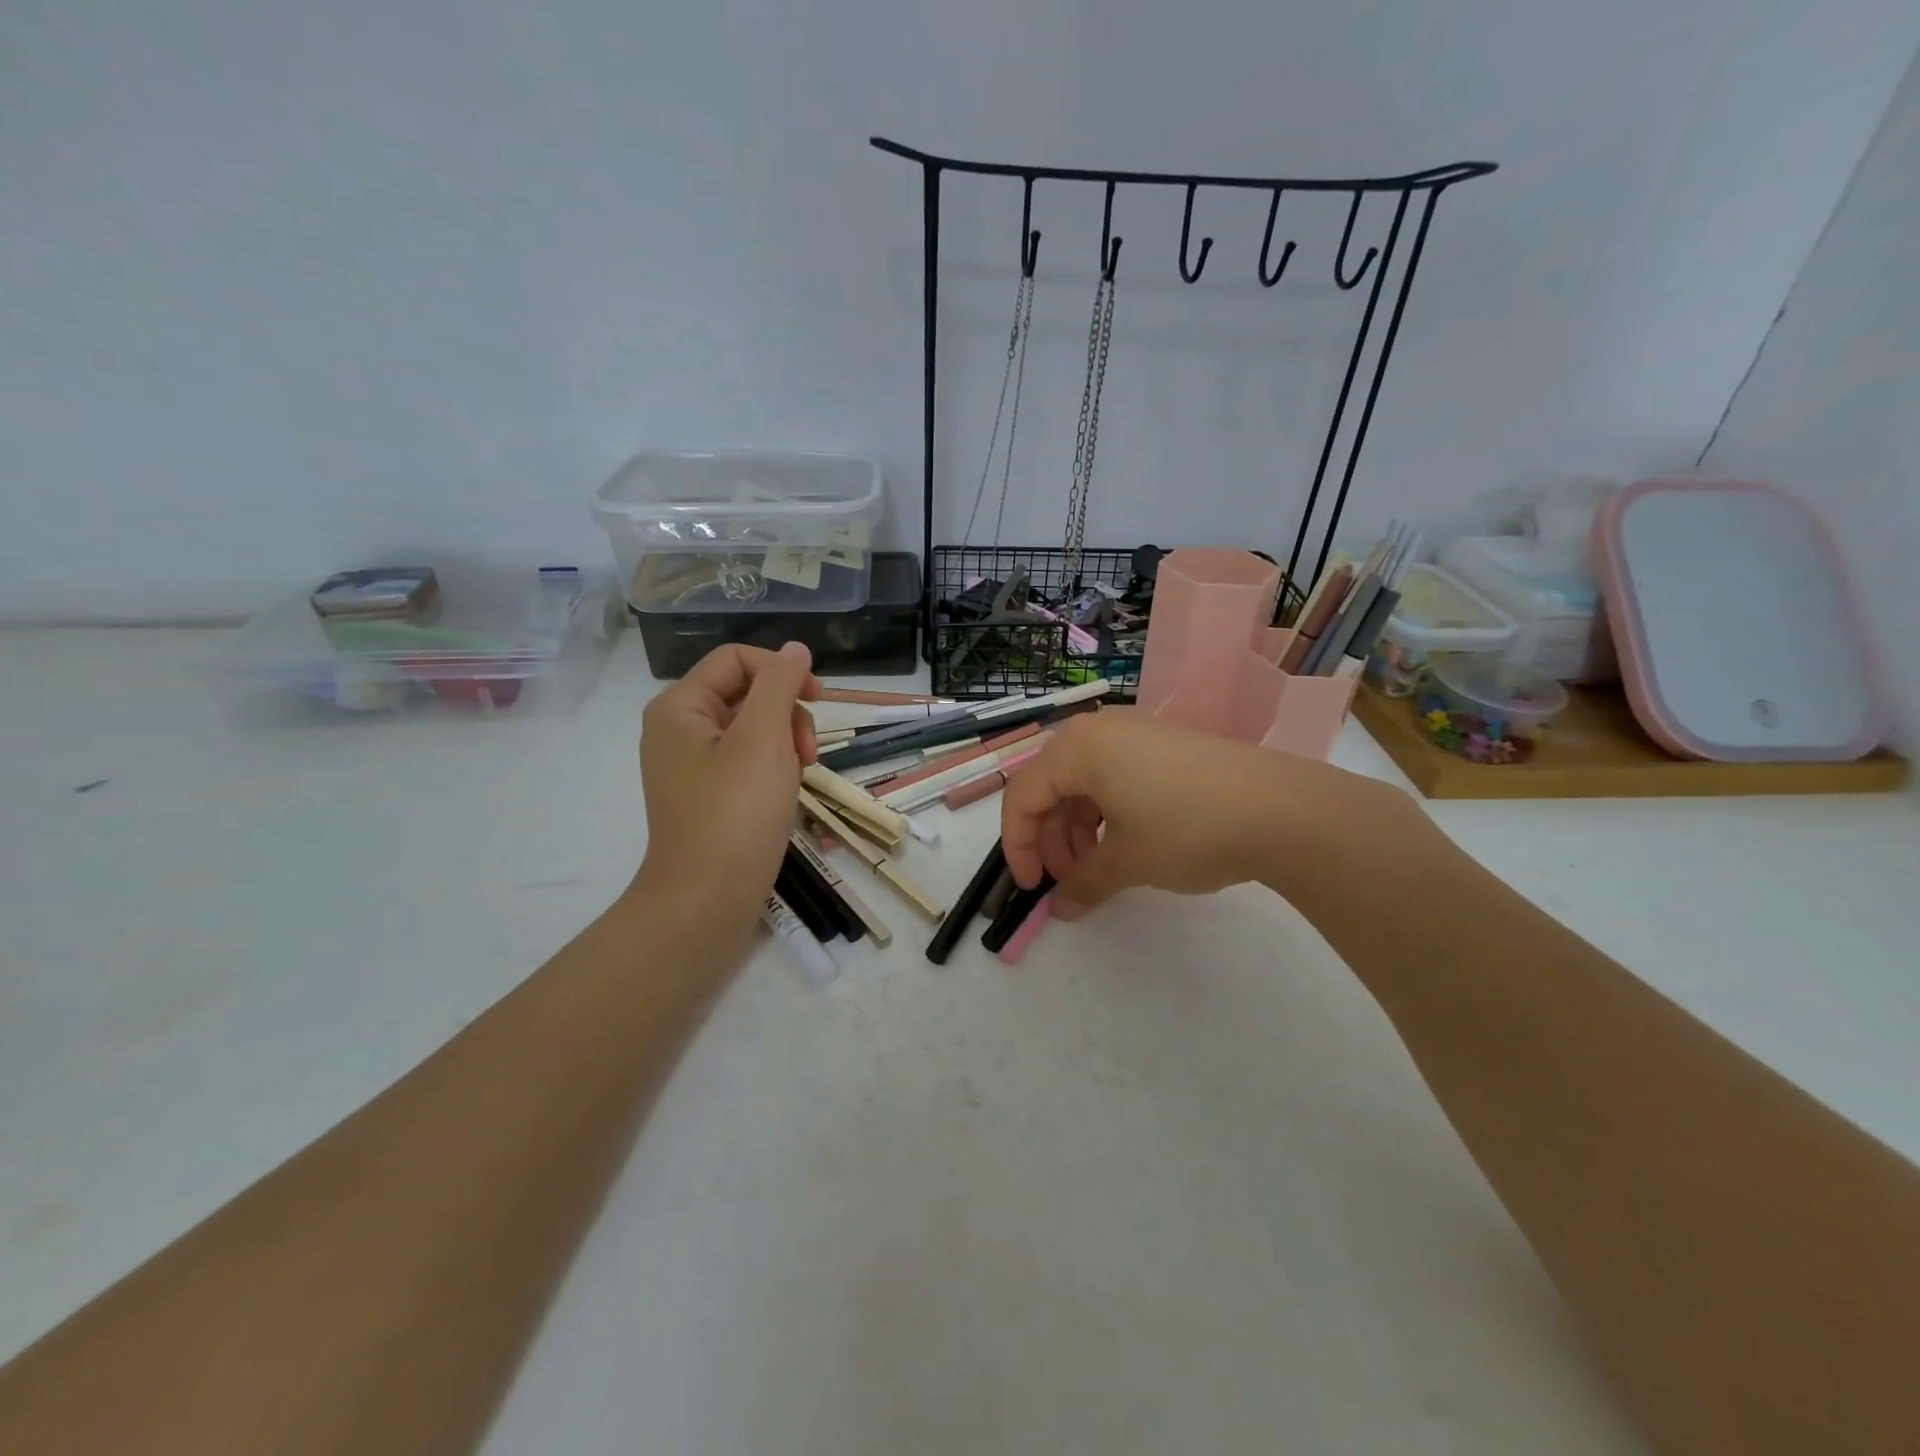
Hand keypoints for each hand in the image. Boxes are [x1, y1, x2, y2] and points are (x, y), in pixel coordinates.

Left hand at [633, 643, 818, 931]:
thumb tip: (794, 648)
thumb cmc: (735, 813)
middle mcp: (680, 729)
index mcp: (680, 707)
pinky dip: (775, 767)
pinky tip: (787, 792)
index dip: (781, 669)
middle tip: (807, 753)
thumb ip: (780, 684)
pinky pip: (749, 760)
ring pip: (754, 728)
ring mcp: (694, 764)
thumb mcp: (763, 739)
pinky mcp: (710, 794)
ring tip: (800, 776)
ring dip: (786, 741)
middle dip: (786, 712)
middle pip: (746, 692)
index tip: (819, 698)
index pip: (737, 659)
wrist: (707, 900)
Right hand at [999, 710, 1419, 918]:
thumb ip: (1083, 884)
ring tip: (1100, 870)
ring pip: (1084, 785)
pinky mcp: (1165, 746)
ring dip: (1079, 831)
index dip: (1019, 847)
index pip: (1022, 797)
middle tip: (1070, 882)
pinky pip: (1116, 778)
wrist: (1282, 809)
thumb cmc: (1187, 828)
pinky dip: (1108, 815)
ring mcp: (1136, 734)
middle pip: (1051, 788)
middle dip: (1051, 840)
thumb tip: (1062, 909)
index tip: (1032, 890)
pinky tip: (1127, 845)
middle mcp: (1100, 731)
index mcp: (1077, 748)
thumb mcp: (1128, 861)